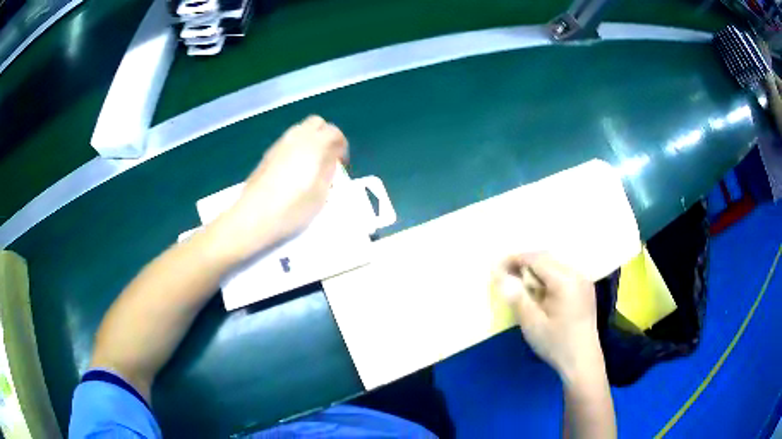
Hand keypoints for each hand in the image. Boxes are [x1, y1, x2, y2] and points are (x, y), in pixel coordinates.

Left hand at [212, 115, 347, 261]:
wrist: (255, 216)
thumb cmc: (293, 207)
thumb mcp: (321, 193)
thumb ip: (329, 170)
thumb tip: (331, 158)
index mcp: (314, 144)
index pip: (333, 132)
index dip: (341, 145)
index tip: (342, 163)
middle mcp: (296, 137)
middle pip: (316, 123)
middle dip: (325, 135)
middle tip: (328, 157)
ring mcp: (279, 145)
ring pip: (300, 130)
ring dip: (310, 141)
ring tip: (311, 165)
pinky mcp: (267, 155)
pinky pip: (287, 142)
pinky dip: (296, 148)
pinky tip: (294, 170)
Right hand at [493, 253, 602, 383]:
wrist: (583, 361)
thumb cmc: (556, 343)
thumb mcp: (532, 323)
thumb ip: (516, 296)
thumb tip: (499, 275)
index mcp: (564, 280)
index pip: (536, 259)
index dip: (515, 259)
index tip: (497, 268)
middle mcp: (576, 274)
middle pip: (547, 258)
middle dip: (525, 262)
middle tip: (506, 275)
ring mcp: (583, 281)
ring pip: (555, 264)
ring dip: (536, 269)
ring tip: (520, 283)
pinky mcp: (585, 289)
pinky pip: (563, 273)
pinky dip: (548, 276)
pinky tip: (540, 291)